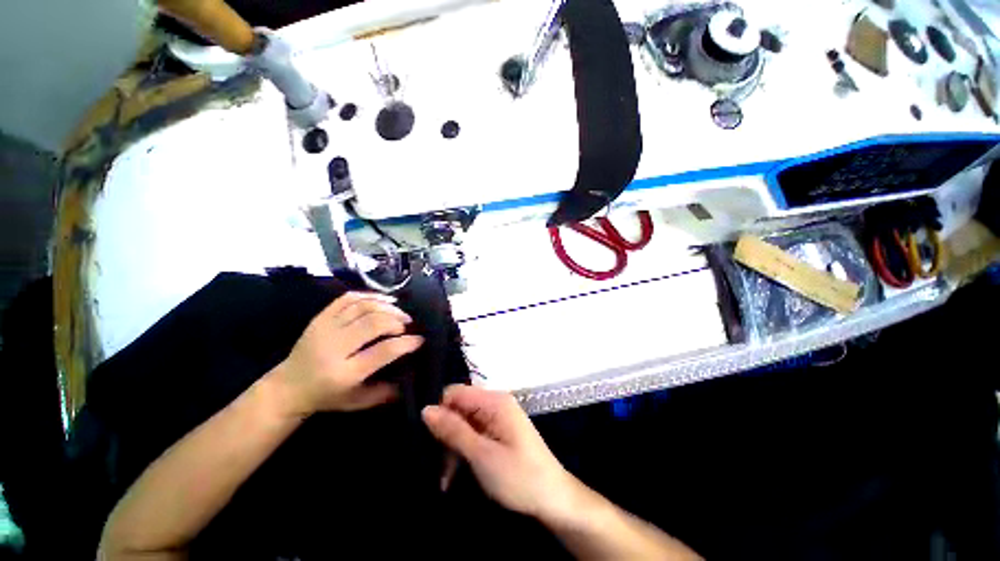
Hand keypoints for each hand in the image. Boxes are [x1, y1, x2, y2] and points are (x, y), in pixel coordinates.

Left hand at [272, 292, 423, 415]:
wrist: (288, 387)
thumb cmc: (327, 397)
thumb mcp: (358, 402)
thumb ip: (386, 392)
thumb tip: (413, 374)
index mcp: (345, 373)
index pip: (383, 351)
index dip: (406, 343)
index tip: (419, 340)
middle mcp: (333, 347)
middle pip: (373, 323)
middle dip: (397, 321)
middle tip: (408, 324)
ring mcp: (324, 329)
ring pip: (362, 307)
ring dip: (387, 307)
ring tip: (400, 312)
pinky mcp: (320, 317)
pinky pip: (348, 298)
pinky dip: (370, 295)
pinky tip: (384, 300)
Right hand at [422, 385, 578, 519]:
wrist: (553, 499)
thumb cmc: (518, 476)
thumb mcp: (481, 455)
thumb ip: (453, 430)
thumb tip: (426, 409)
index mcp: (494, 401)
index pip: (455, 392)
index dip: (440, 412)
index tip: (430, 439)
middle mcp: (495, 403)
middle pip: (459, 408)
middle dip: (445, 434)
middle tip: (437, 465)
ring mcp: (498, 418)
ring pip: (464, 423)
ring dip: (452, 447)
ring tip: (445, 478)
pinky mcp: (499, 432)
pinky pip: (474, 433)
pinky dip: (463, 451)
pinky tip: (455, 474)